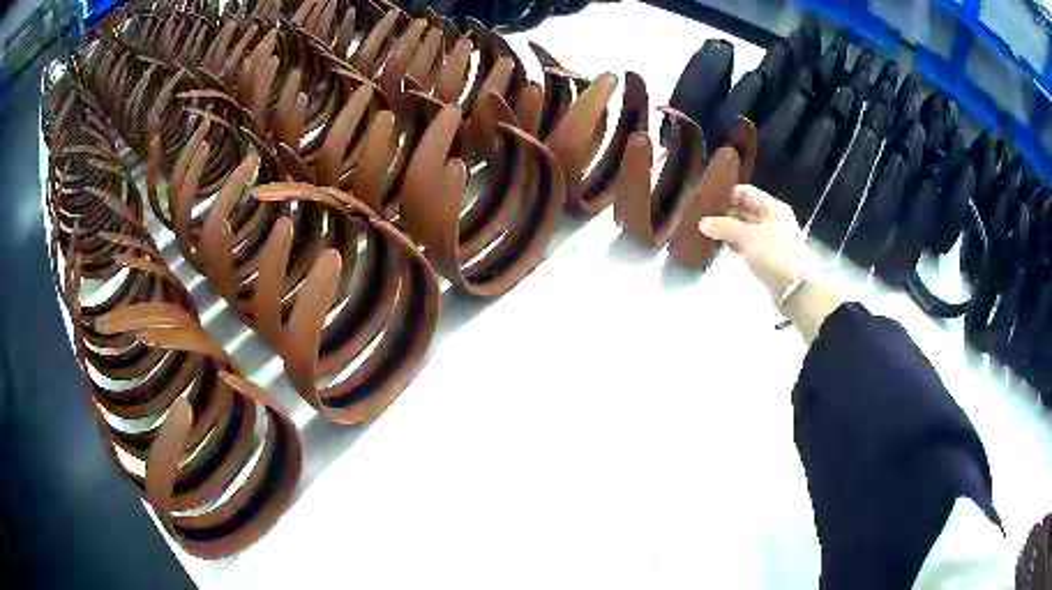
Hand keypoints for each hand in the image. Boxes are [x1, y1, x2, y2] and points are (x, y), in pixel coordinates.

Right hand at [698, 184, 815, 302]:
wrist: (796, 288)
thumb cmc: (774, 254)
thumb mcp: (747, 236)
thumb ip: (724, 227)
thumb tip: (703, 223)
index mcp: (772, 207)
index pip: (745, 192)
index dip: (727, 197)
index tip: (709, 207)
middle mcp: (774, 218)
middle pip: (746, 210)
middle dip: (727, 215)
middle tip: (706, 222)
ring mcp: (773, 237)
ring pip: (748, 228)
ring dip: (731, 231)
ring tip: (712, 236)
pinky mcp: (771, 255)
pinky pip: (751, 243)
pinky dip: (739, 244)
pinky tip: (728, 248)